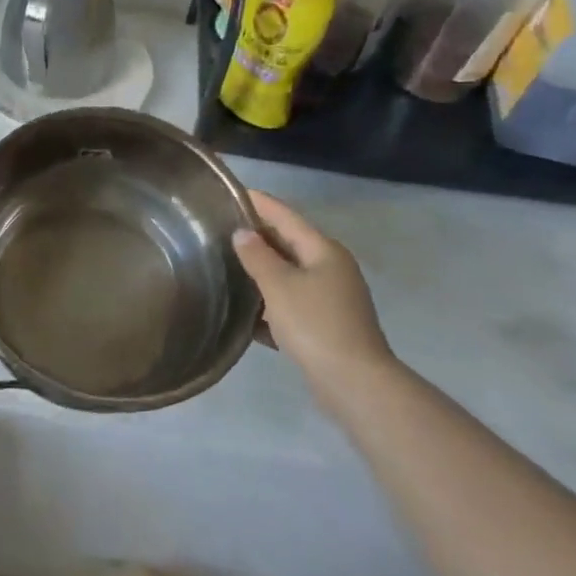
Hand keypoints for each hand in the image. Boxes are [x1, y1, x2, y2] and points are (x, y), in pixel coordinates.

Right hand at [233, 192, 394, 393]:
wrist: (355, 384)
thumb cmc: (315, 324)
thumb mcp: (278, 285)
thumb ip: (257, 256)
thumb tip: (243, 233)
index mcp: (323, 251)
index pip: (285, 216)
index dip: (258, 202)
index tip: (231, 191)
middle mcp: (331, 268)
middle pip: (288, 244)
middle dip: (257, 237)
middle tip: (220, 229)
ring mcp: (332, 299)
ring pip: (289, 276)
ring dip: (261, 273)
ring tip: (226, 268)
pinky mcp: (327, 326)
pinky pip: (292, 304)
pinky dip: (271, 305)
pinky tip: (245, 315)